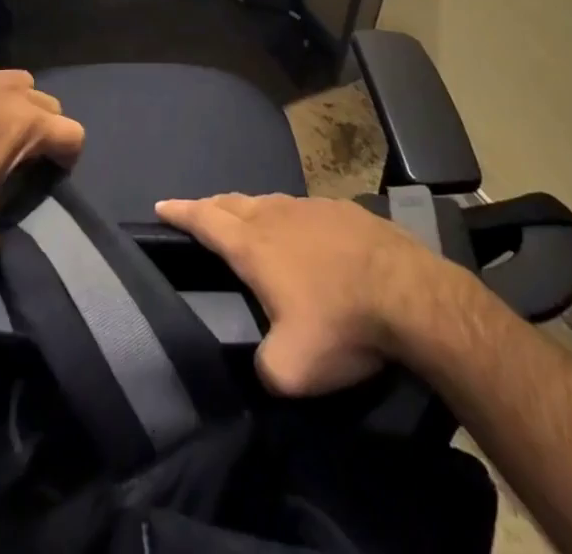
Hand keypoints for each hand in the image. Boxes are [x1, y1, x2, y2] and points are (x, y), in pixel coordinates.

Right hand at [155, 193, 449, 395]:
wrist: (409, 294)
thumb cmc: (341, 324)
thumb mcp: (291, 369)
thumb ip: (263, 367)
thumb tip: (262, 363)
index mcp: (253, 245)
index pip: (205, 221)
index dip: (180, 212)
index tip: (161, 205)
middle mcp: (275, 216)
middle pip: (232, 203)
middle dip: (211, 207)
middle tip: (199, 212)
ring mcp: (311, 207)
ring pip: (268, 203)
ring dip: (249, 209)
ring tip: (245, 219)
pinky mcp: (343, 210)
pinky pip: (302, 209)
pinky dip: (288, 218)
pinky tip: (302, 233)